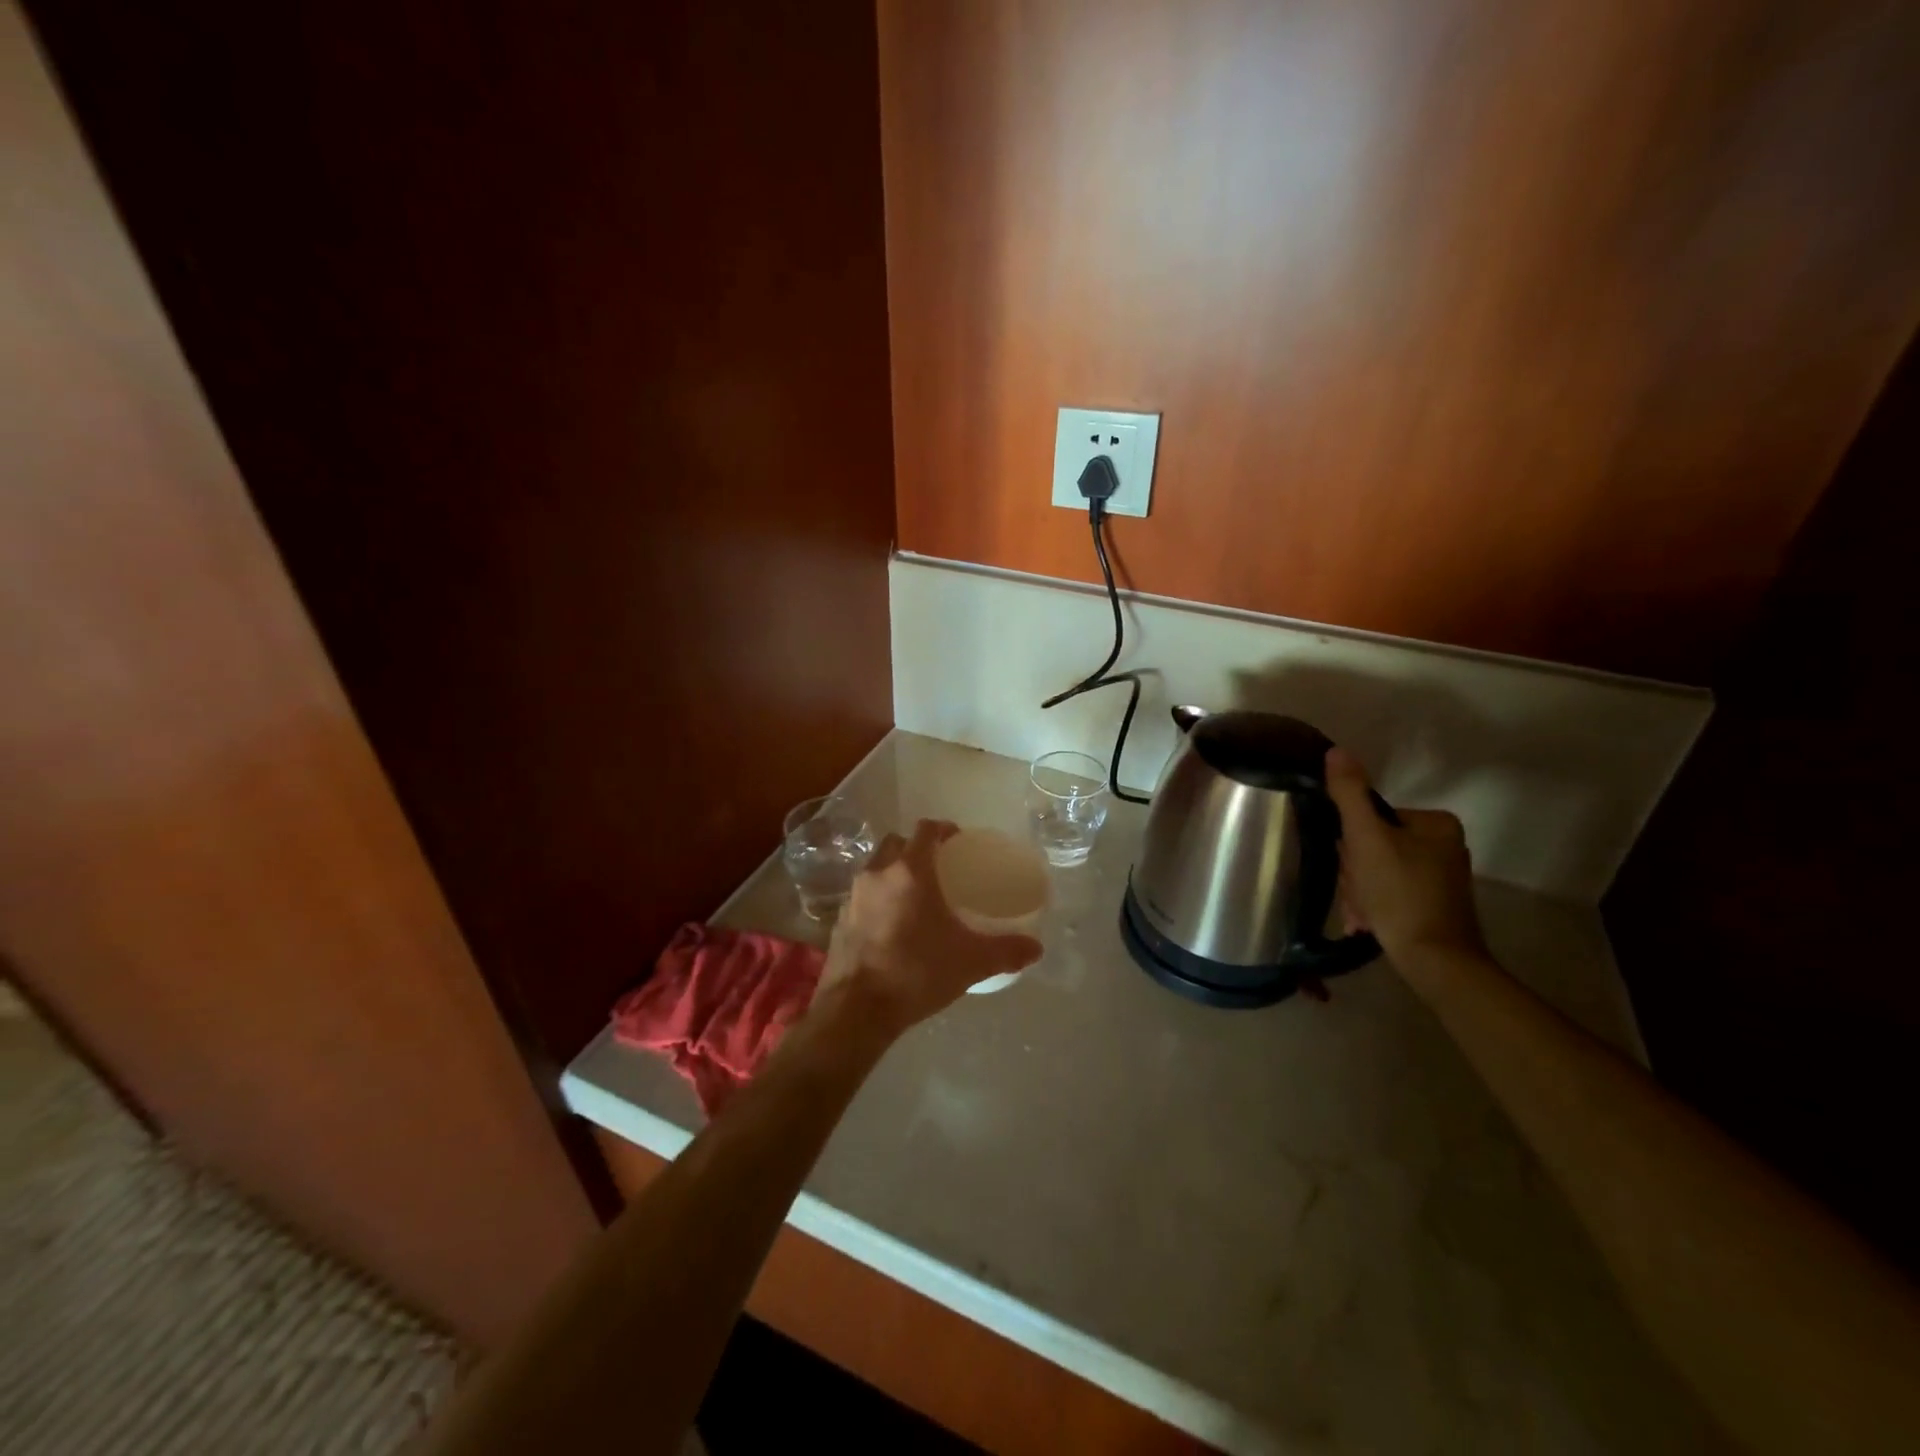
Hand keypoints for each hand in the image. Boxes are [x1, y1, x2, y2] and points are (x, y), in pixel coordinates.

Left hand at [824, 820, 1042, 1033]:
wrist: (856, 1009)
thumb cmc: (917, 972)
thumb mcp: (970, 962)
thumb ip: (1006, 951)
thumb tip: (1036, 948)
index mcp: (910, 871)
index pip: (925, 830)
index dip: (942, 829)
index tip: (957, 840)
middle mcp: (878, 873)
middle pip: (897, 843)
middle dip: (916, 848)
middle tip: (938, 867)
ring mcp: (853, 896)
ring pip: (875, 867)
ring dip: (893, 871)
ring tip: (915, 895)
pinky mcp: (839, 920)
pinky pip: (862, 895)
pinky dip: (877, 898)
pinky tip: (891, 924)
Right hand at [1325, 747, 1485, 963]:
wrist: (1435, 962)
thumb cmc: (1400, 894)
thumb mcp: (1366, 839)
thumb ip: (1349, 794)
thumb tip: (1336, 751)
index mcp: (1435, 823)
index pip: (1371, 818)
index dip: (1351, 843)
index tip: (1351, 868)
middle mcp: (1444, 845)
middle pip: (1374, 845)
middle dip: (1355, 873)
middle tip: (1357, 894)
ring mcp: (1440, 877)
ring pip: (1377, 871)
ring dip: (1359, 892)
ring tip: (1361, 915)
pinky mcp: (1434, 904)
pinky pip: (1389, 893)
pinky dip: (1373, 906)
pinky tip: (1367, 924)